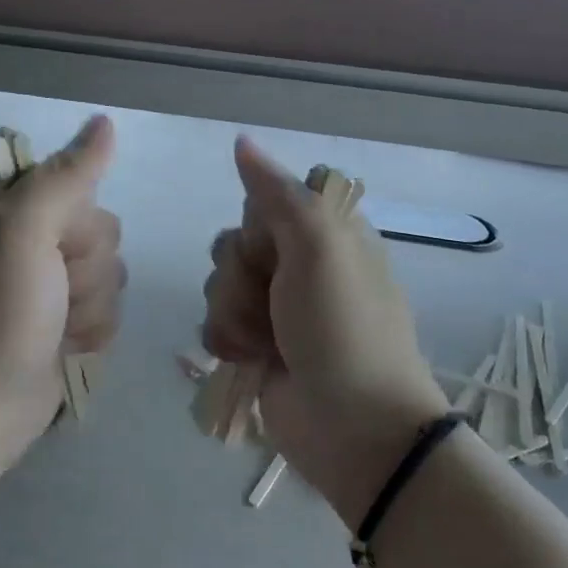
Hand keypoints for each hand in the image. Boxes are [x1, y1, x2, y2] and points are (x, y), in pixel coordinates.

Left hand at [0, 116, 124, 476]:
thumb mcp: (21, 236)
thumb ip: (66, 177)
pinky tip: (64, 347)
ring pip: (112, 269)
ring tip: (55, 329)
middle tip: (50, 297)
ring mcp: (45, 281)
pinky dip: (93, 330)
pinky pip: (109, 305)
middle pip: (100, 228)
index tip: (50, 250)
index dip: (73, 222)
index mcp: (1, 207)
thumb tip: (104, 123)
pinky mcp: (64, 318)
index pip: (74, 185)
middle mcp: (24, 237)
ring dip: (91, 305)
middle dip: (85, 270)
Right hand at [202, 137, 450, 527]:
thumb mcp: (320, 247)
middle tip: (274, 298)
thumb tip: (241, 140)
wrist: (353, 426)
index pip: (266, 202)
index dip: (260, 224)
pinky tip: (250, 359)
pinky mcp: (255, 346)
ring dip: (234, 312)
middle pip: (235, 242)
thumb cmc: (343, 327)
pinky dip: (228, 341)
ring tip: (265, 341)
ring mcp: (276, 309)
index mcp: (327, 235)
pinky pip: (214, 323)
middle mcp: (300, 267)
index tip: (276, 245)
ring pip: (218, 283)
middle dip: (241, 273)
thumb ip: (277, 193)